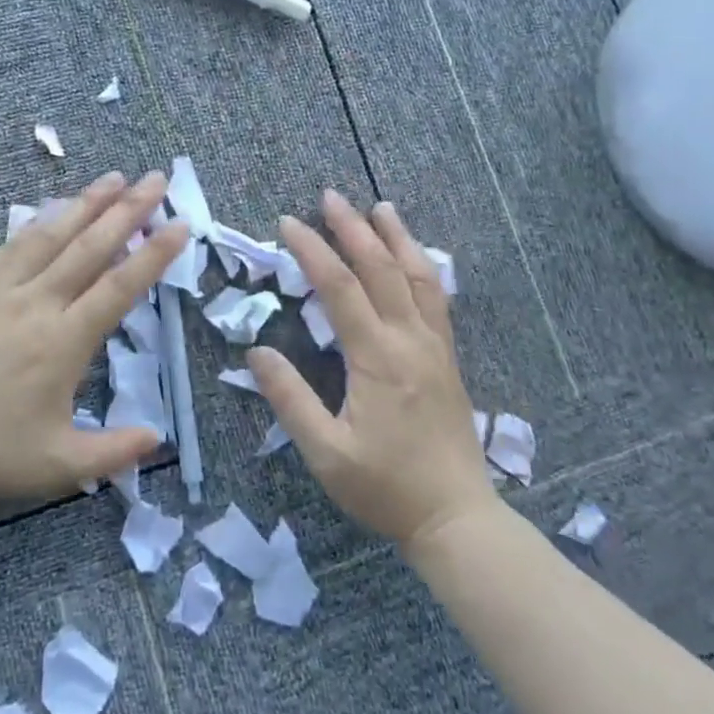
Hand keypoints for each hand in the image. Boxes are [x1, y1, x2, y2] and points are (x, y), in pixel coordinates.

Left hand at [0, 170, 187, 500]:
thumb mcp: (55, 465)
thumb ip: (111, 452)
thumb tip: (157, 438)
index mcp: (64, 341)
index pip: (120, 287)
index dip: (154, 254)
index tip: (180, 224)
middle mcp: (37, 303)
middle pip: (90, 246)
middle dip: (129, 210)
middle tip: (156, 179)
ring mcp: (0, 288)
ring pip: (52, 235)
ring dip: (86, 203)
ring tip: (114, 178)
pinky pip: (13, 243)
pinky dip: (40, 221)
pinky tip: (53, 208)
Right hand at [248, 191, 497, 547]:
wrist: (456, 517)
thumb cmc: (385, 487)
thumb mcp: (325, 452)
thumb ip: (290, 399)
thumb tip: (257, 352)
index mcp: (377, 359)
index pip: (340, 288)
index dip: (312, 250)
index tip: (287, 223)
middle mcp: (410, 341)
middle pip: (382, 269)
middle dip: (353, 228)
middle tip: (329, 196)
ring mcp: (435, 347)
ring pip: (419, 276)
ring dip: (397, 238)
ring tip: (380, 207)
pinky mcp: (448, 359)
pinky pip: (437, 298)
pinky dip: (423, 267)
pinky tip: (416, 257)